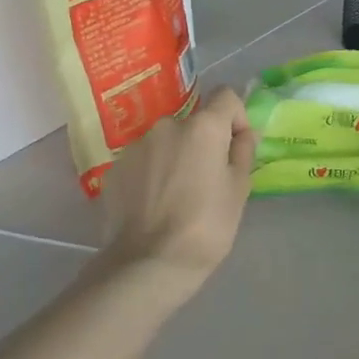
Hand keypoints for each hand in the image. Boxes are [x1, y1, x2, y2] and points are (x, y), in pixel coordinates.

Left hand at [101, 87, 257, 290]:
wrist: (149, 262)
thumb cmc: (206, 226)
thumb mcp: (239, 190)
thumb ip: (243, 152)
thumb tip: (242, 134)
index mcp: (203, 127)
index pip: (226, 96)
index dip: (236, 117)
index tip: (237, 147)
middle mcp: (167, 125)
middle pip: (194, 122)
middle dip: (203, 143)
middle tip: (207, 180)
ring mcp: (137, 146)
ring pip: (166, 142)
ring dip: (176, 157)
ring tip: (178, 196)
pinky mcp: (116, 168)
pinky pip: (143, 161)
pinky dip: (152, 173)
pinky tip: (154, 204)